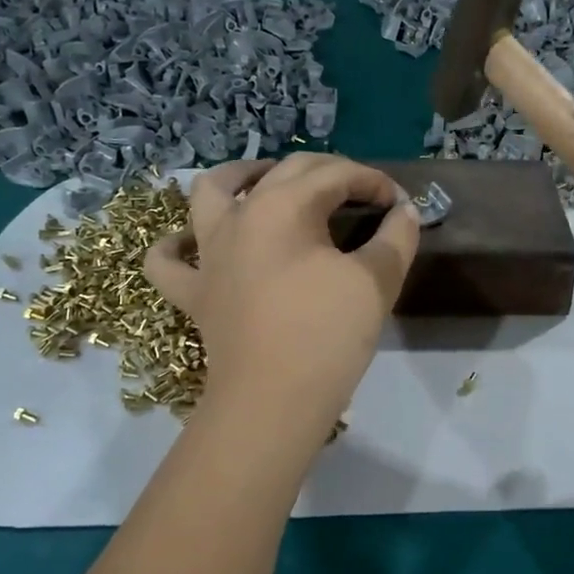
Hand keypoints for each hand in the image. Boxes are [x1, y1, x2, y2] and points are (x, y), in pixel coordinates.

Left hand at [144, 155, 419, 431]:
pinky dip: (178, 245)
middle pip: (284, 172)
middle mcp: (238, 216)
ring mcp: (208, 254)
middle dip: (329, 172)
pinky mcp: (193, 292)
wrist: (273, 401)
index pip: (336, 175)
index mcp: (283, 206)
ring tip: (266, 179)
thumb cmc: (327, 335)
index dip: (374, 182)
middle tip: (360, 193)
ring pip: (209, 192)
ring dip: (240, 176)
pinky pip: (169, 260)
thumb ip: (396, 238)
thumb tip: (404, 212)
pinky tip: (193, 243)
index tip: (400, 203)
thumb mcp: (376, 282)